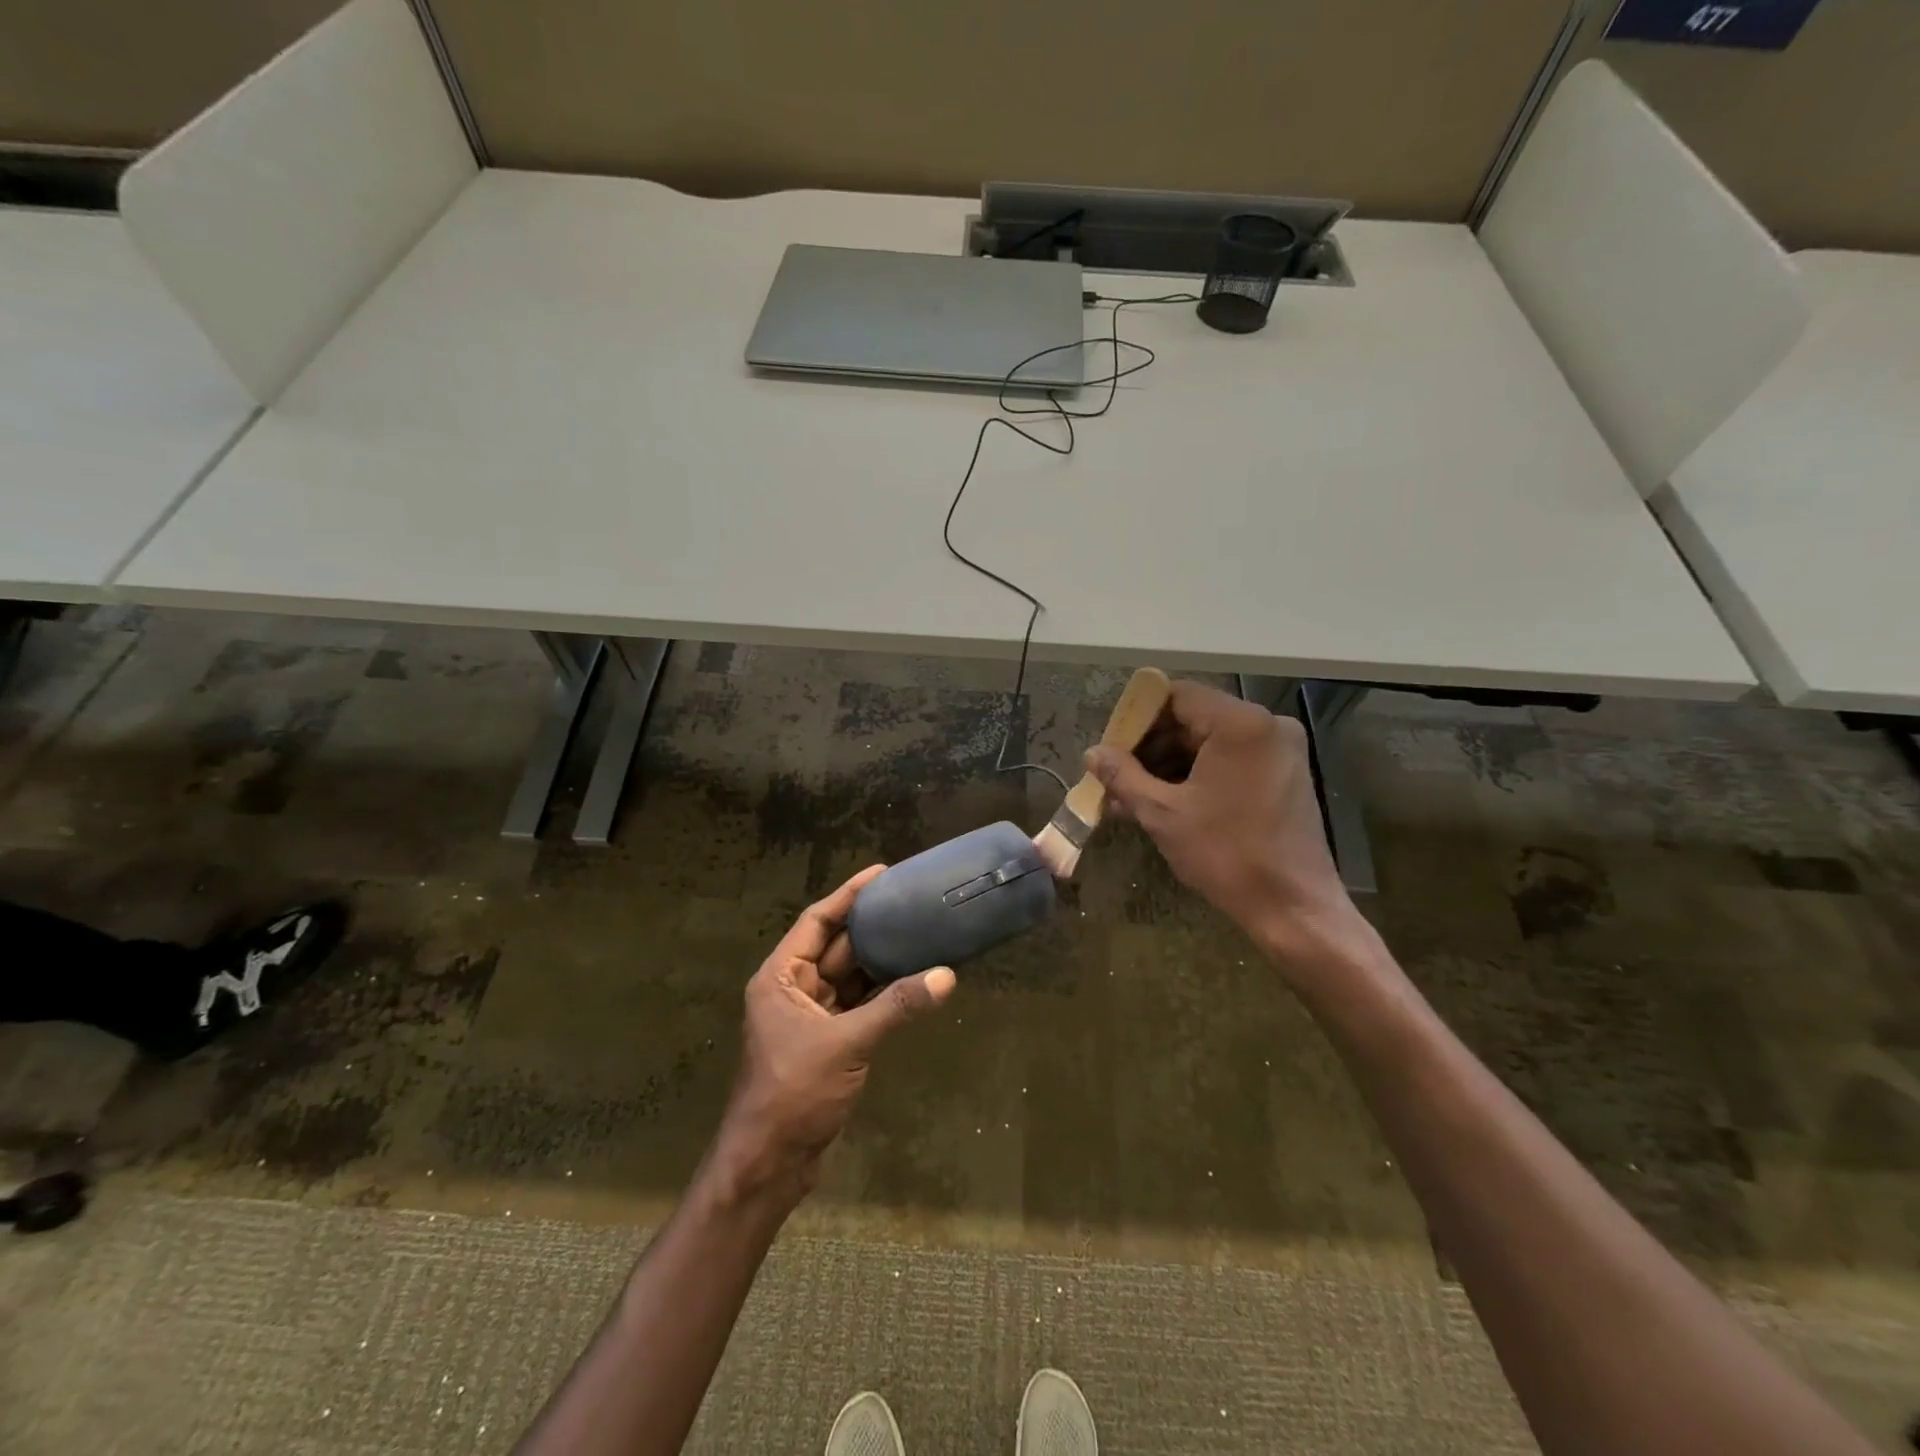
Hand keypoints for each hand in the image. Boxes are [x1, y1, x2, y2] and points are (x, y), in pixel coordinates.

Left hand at [716, 865, 955, 1200]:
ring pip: (851, 977)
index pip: (816, 921)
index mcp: (781, 977)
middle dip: (871, 926)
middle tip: (912, 901)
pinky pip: (860, 1004)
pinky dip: (884, 993)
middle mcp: (793, 989)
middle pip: (836, 946)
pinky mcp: (829, 1042)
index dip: (848, 895)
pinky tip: (914, 979)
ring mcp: (811, 1017)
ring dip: (882, 960)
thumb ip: (896, 1007)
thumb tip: (947, 976)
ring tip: (920, 931)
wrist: (769, 1164)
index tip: (881, 873)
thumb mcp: (846, 1043)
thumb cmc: (793, 1093)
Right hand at [1086, 680, 1355, 966]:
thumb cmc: (1226, 855)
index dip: (1137, 718)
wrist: (1293, 907)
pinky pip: (1230, 759)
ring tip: (1132, 796)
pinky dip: (1197, 774)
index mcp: (1240, 723)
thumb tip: (1092, 753)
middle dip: (1151, 746)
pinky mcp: (1285, 773)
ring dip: (1170, 763)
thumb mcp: (1162, 814)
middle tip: (1116, 776)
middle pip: (1194, 717)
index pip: (1176, 696)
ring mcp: (1281, 749)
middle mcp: (1267, 725)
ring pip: (1210, 741)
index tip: (1111, 748)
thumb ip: (1123, 776)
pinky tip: (1165, 801)